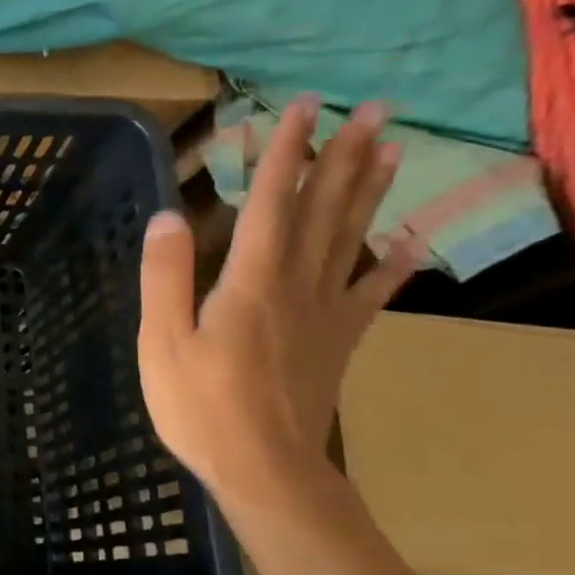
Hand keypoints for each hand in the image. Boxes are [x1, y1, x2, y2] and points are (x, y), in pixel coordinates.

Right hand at [137, 98, 418, 506]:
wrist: (265, 469)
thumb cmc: (201, 406)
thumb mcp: (162, 341)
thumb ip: (165, 276)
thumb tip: (168, 215)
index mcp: (250, 280)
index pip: (270, 201)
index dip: (285, 152)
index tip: (301, 106)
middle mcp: (296, 283)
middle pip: (323, 209)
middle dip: (344, 156)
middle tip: (374, 109)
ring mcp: (325, 311)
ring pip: (352, 238)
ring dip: (371, 191)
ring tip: (393, 149)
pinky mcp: (339, 339)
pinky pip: (372, 292)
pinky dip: (395, 263)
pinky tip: (413, 240)